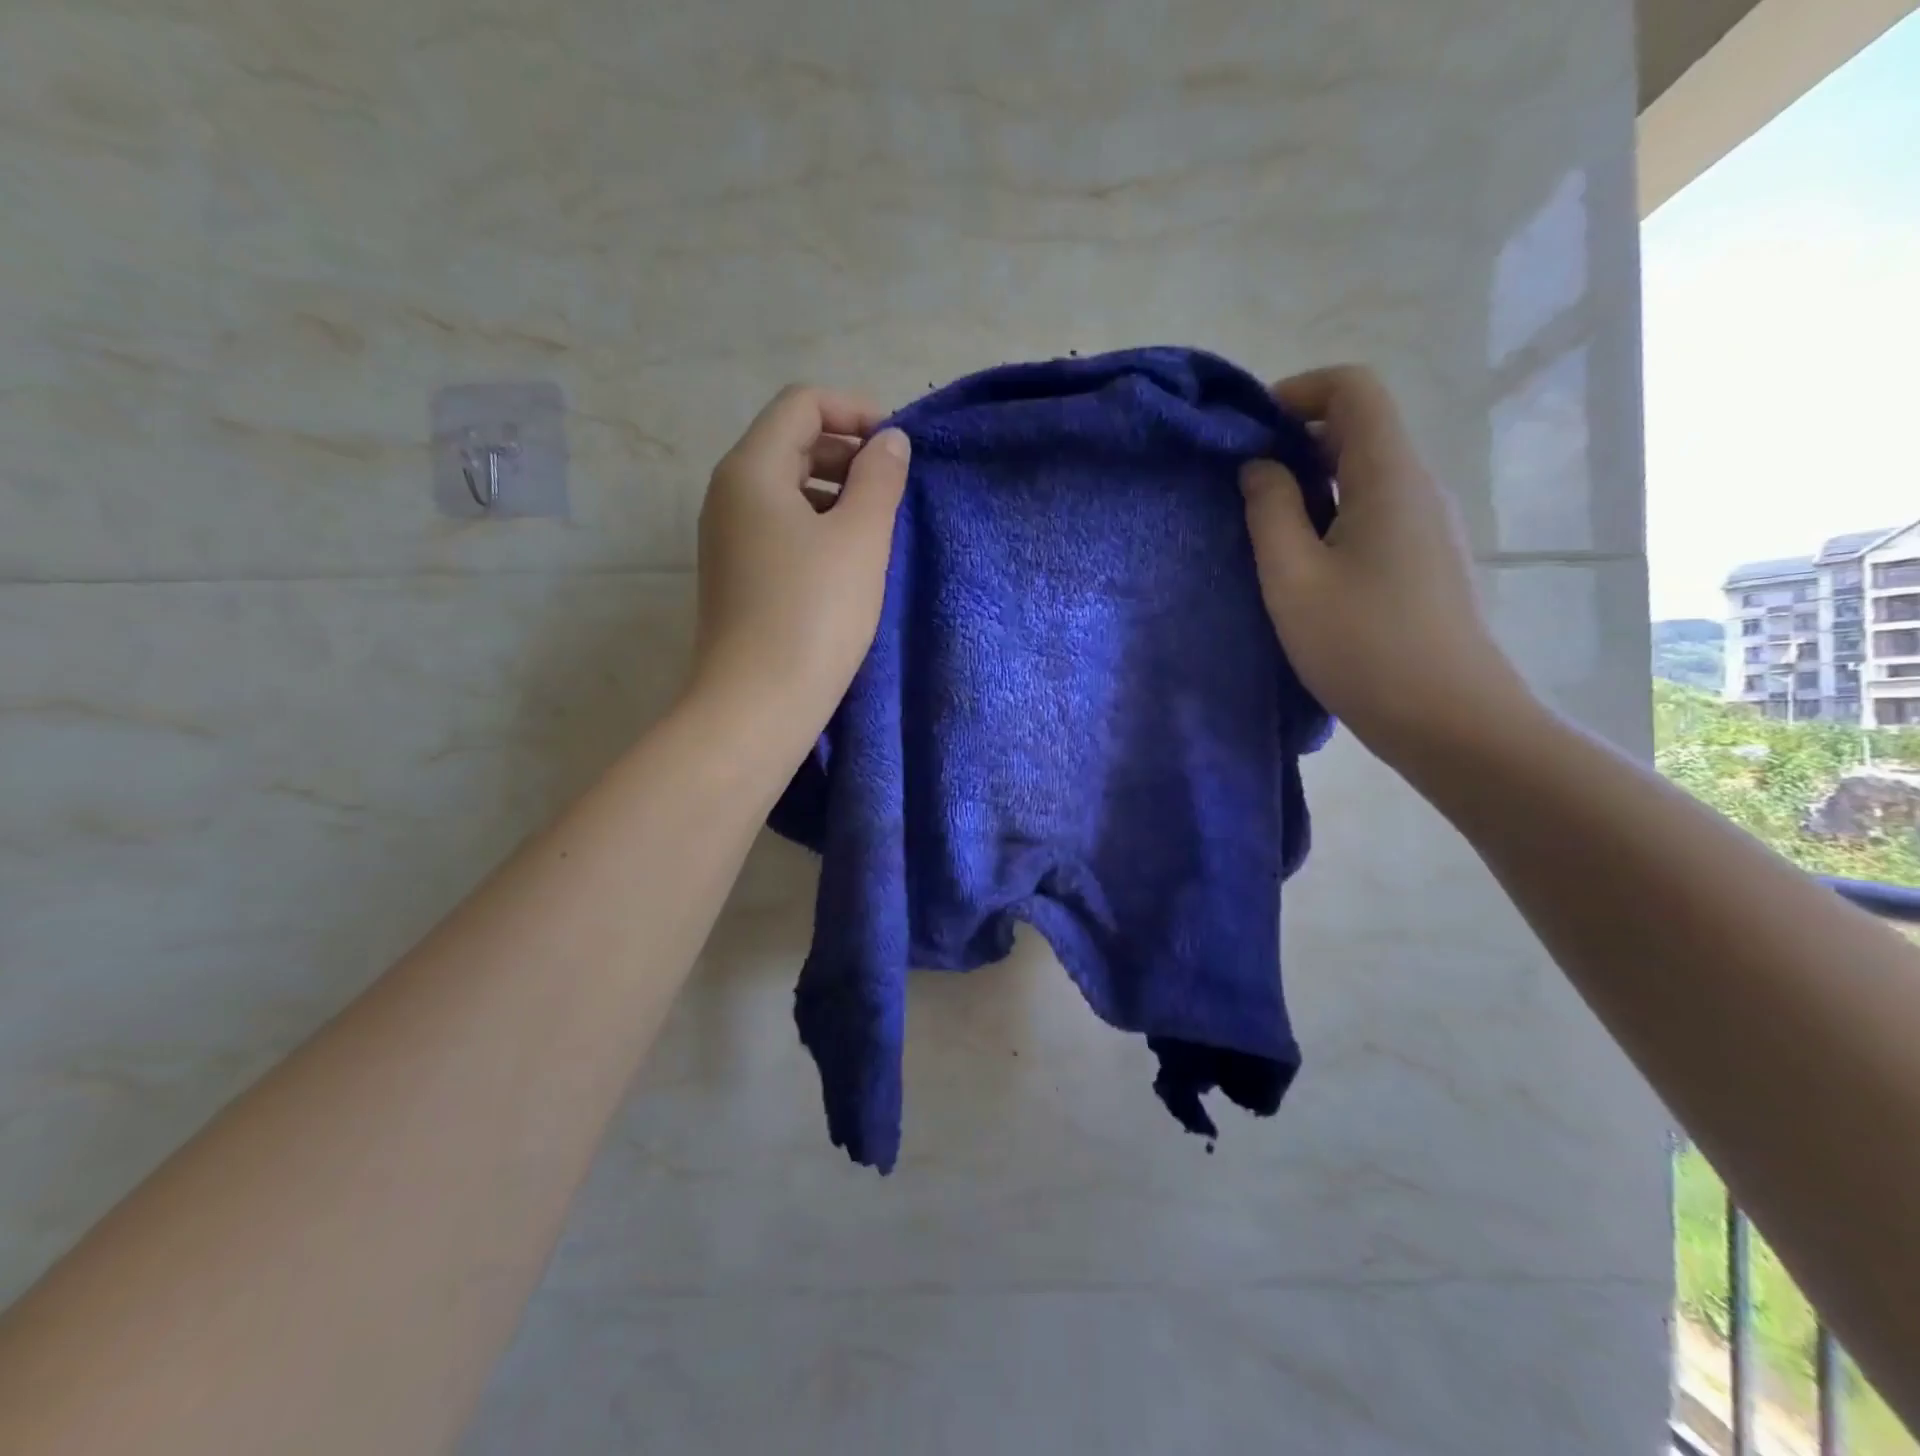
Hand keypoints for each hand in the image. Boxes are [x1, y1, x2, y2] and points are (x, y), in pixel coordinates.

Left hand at [688, 385, 909, 759]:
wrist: (758, 703)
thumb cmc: (814, 613)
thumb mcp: (860, 538)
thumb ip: (879, 478)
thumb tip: (889, 440)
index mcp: (751, 470)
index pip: (802, 404)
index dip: (854, 410)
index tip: (897, 446)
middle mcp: (728, 494)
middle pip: (791, 443)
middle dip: (847, 452)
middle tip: (893, 487)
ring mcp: (726, 537)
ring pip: (785, 488)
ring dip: (835, 492)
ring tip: (876, 527)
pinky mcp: (735, 575)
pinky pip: (778, 527)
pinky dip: (816, 526)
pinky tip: (846, 562)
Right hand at [1240, 365, 1533, 761]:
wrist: (1449, 719)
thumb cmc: (1363, 646)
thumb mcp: (1292, 578)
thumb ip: (1269, 511)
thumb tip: (1259, 466)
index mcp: (1389, 476)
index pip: (1353, 389)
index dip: (1298, 391)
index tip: (1248, 433)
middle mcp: (1418, 487)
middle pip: (1359, 429)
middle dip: (1295, 441)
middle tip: (1241, 487)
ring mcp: (1427, 526)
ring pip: (1365, 475)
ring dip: (1311, 485)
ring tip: (1263, 530)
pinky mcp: (1425, 561)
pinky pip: (1374, 512)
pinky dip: (1332, 516)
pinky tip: (1302, 565)